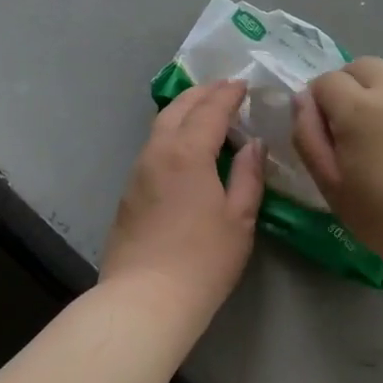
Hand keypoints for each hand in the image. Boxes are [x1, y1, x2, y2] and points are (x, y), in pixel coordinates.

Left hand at [100, 80, 262, 335]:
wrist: (144, 299)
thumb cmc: (202, 260)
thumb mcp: (239, 219)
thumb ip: (248, 176)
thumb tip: (253, 145)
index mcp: (187, 152)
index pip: (210, 110)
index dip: (228, 94)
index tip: (242, 83)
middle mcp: (158, 151)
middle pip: (178, 108)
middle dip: (202, 93)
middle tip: (224, 88)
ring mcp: (138, 171)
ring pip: (160, 125)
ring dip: (184, 110)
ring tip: (205, 111)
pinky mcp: (129, 191)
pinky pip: (153, 146)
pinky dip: (172, 132)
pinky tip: (185, 147)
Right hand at [294, 57, 382, 279]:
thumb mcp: (332, 186)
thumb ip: (308, 137)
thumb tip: (302, 101)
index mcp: (357, 107)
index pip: (325, 81)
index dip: (316, 103)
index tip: (322, 134)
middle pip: (361, 67)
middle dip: (346, 86)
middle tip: (346, 126)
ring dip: (376, 93)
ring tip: (378, 134)